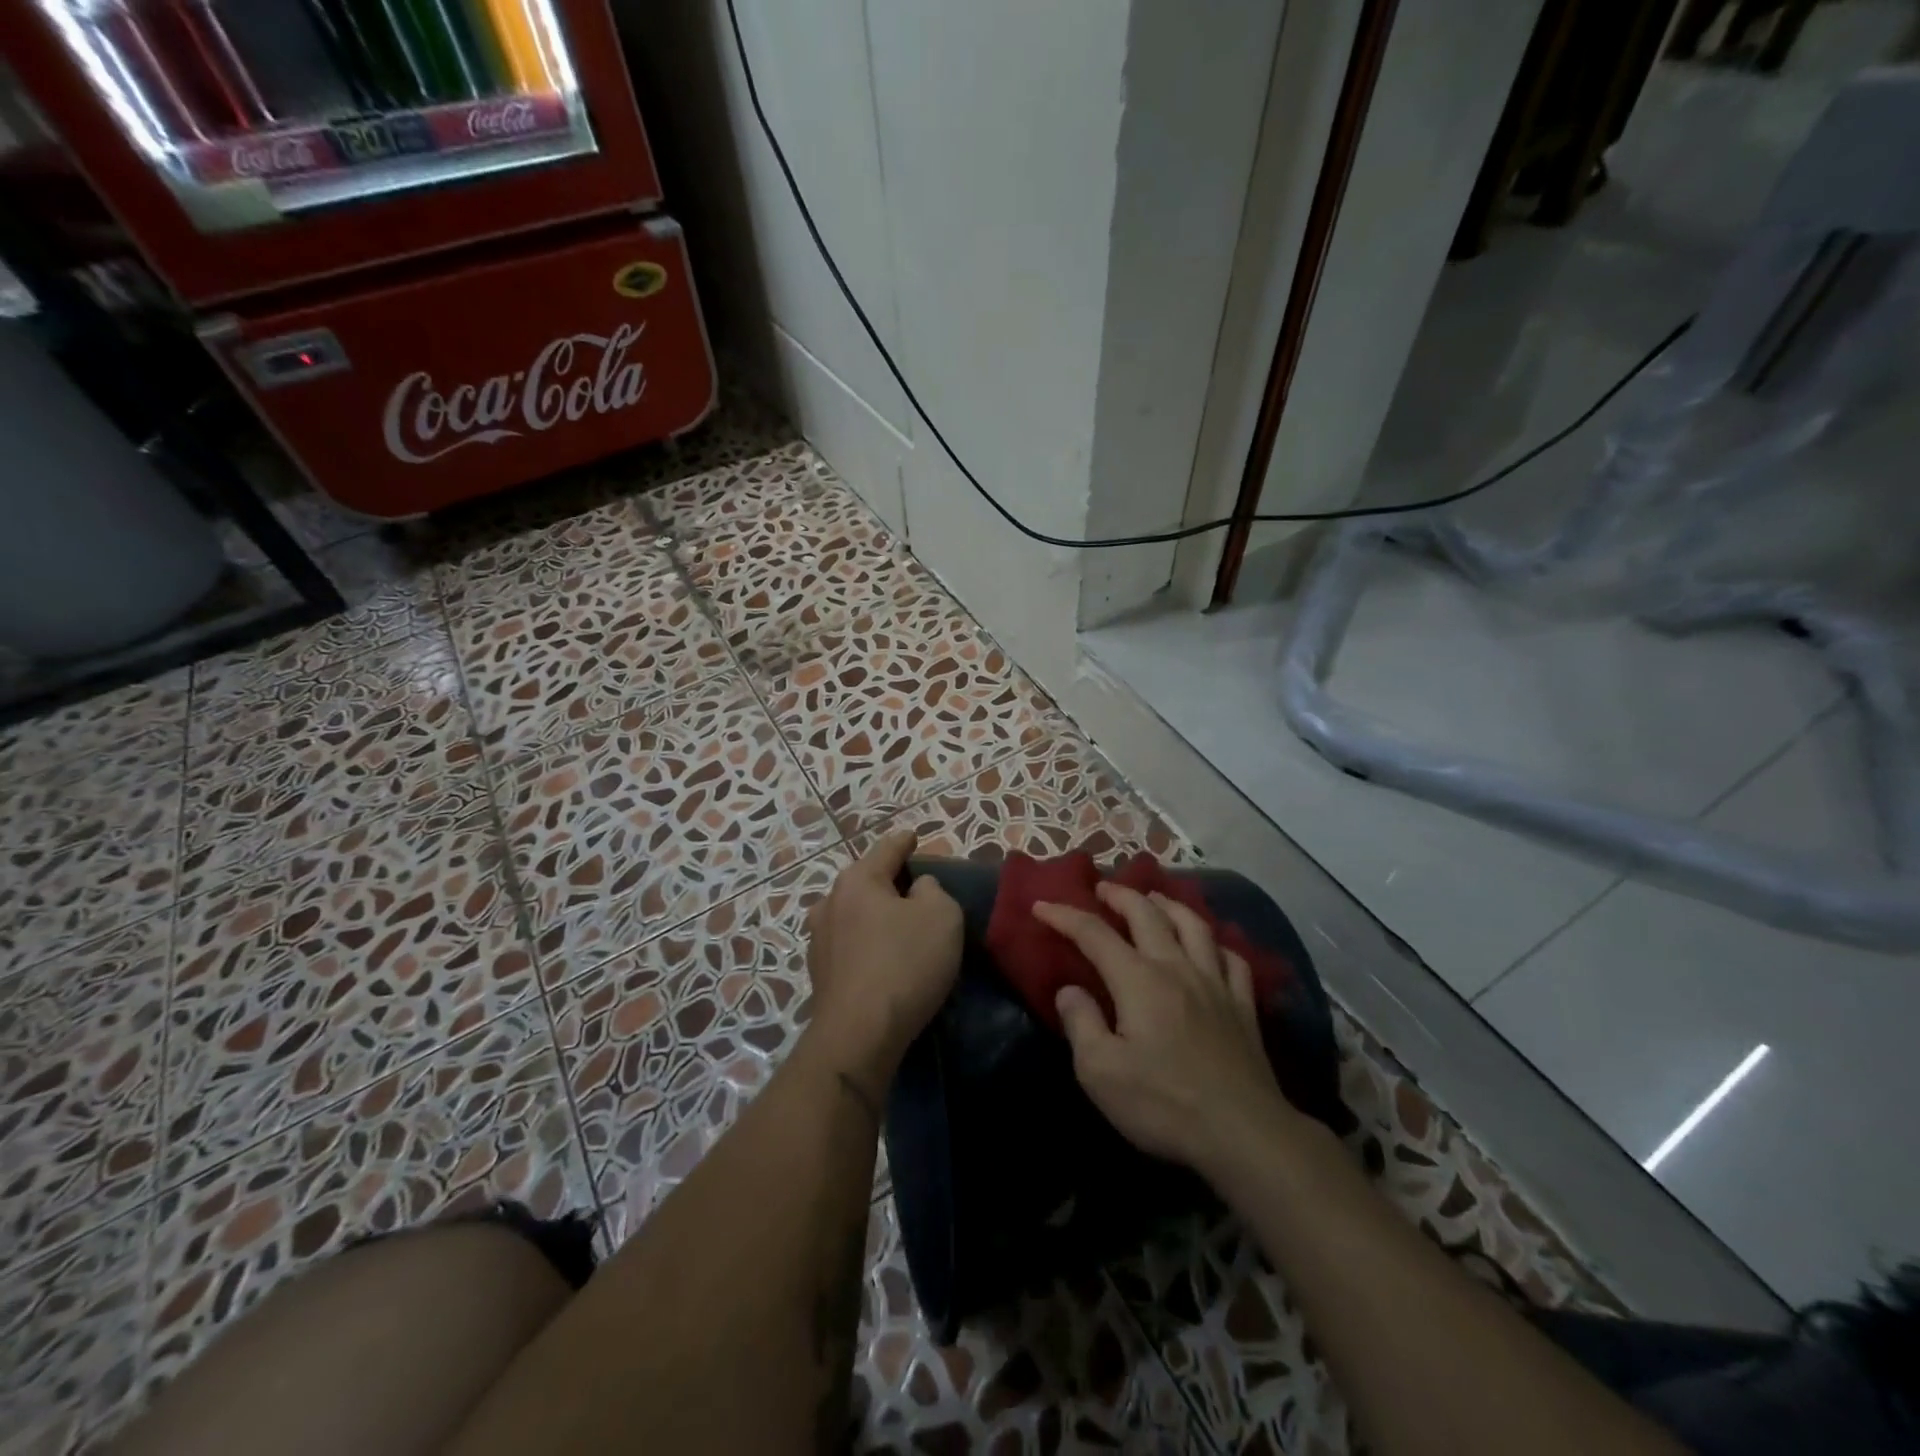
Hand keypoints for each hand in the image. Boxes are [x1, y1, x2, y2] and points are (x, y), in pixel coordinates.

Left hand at [805, 830, 963, 1084]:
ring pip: (854, 914)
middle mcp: (830, 902)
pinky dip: (867, 943)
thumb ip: (933, 890)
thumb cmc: (905, 963)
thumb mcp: (941, 916)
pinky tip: (882, 958)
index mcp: (858, 880)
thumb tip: (917, 889)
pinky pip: (850, 944)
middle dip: (888, 881)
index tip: (913, 836)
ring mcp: (819, 939)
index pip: (886, 849)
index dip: (904, 841)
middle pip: (865, 881)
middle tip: (915, 887)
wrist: (859, 1034)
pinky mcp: (819, 974)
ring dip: (875, 915)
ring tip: (899, 925)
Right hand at [1034, 884, 1299, 1177]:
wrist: (1243, 1134)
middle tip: (1102, 888)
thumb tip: (1070, 990)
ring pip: (1194, 925)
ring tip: (1154, 899)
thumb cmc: (1164, 1104)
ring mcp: (1215, 984)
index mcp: (1138, 980)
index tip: (1041, 906)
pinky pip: (1232, 959)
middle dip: (1120, 896)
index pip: (1094, 934)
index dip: (1065, 916)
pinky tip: (1210, 947)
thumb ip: (1081, 1024)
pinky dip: (1216, 943)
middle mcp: (1177, 968)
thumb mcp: (1101, 1072)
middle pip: (1147, 914)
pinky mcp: (1243, 1006)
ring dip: (1169, 905)